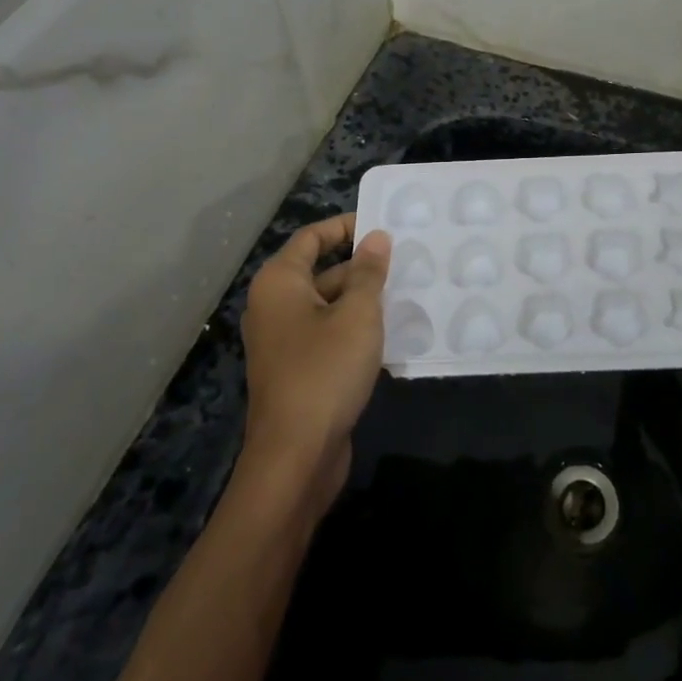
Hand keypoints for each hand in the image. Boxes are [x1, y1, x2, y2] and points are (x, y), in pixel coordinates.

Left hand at [239, 213, 391, 511]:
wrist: (296, 456)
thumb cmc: (325, 371)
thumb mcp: (357, 315)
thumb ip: (369, 273)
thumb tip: (376, 237)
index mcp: (280, 283)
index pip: (312, 237)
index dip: (346, 227)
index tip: (383, 225)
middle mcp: (274, 306)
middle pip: (320, 270)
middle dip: (361, 265)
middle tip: (405, 260)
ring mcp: (283, 341)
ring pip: (327, 305)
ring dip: (362, 299)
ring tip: (406, 291)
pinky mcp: (297, 369)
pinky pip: (327, 334)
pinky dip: (354, 328)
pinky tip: (391, 332)